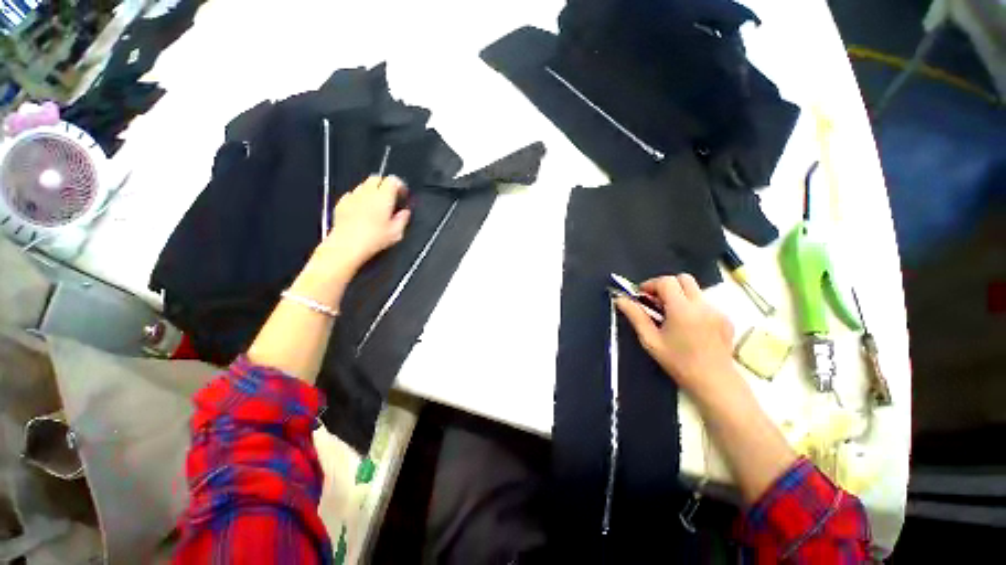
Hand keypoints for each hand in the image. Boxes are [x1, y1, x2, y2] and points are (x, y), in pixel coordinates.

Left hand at [316, 176, 410, 274]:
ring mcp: (352, 196)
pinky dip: (359, 198)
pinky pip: (352, 195)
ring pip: (363, 185)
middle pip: (376, 178)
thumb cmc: (375, 239)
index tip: (403, 196)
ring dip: (371, 191)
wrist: (347, 245)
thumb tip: (405, 212)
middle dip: (384, 184)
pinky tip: (361, 210)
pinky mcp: (341, 203)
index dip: (400, 185)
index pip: (393, 180)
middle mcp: (367, 192)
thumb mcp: (396, 233)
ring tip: (375, 205)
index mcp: (383, 197)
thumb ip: (402, 219)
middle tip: (390, 198)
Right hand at [615, 274, 739, 404]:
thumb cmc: (678, 362)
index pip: (666, 281)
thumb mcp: (650, 340)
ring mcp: (717, 310)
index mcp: (682, 310)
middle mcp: (702, 305)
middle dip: (666, 285)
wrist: (714, 381)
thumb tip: (620, 299)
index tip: (642, 295)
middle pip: (684, 278)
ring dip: (679, 295)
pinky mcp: (726, 318)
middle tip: (656, 301)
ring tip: (671, 316)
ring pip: (694, 290)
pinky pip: (705, 302)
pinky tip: (688, 325)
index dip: (651, 284)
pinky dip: (692, 306)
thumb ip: (635, 316)